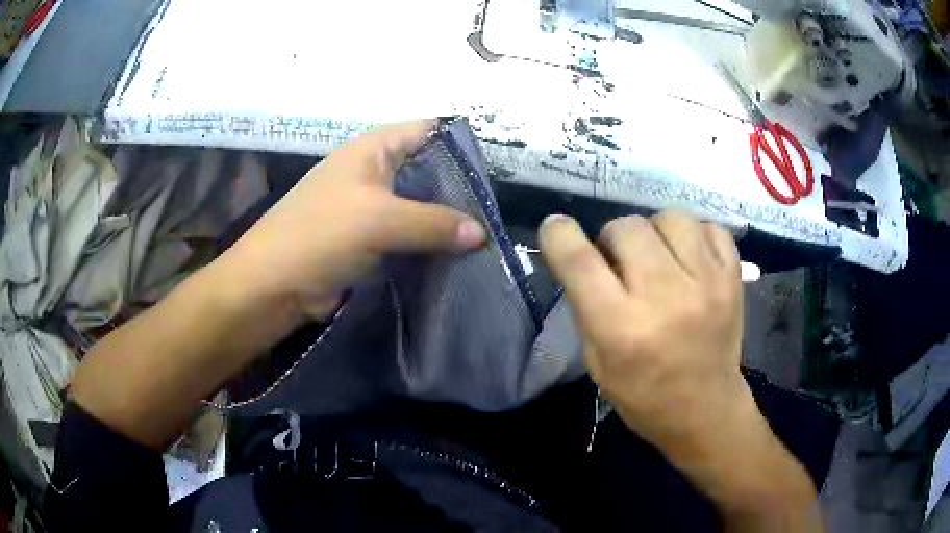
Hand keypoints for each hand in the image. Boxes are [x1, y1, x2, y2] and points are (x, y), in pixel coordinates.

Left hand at [219, 120, 486, 323]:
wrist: (273, 286)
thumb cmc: (319, 235)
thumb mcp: (379, 220)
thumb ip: (434, 223)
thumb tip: (482, 233)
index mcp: (374, 148)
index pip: (429, 130)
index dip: (462, 143)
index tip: (496, 171)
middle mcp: (375, 171)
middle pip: (429, 169)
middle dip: (460, 188)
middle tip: (497, 211)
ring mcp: (371, 207)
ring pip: (420, 206)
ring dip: (447, 221)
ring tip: (486, 237)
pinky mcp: (369, 240)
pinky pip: (409, 235)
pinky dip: (430, 244)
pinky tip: (457, 258)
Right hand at [539, 211, 749, 458]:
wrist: (706, 410)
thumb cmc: (644, 395)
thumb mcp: (597, 361)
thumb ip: (588, 305)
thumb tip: (584, 254)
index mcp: (621, 328)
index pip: (579, 261)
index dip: (559, 235)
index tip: (556, 229)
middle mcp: (665, 298)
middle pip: (627, 227)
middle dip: (613, 237)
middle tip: (621, 261)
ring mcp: (707, 284)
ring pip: (670, 217)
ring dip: (655, 231)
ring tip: (659, 255)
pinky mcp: (733, 279)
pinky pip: (709, 227)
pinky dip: (694, 236)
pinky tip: (689, 259)